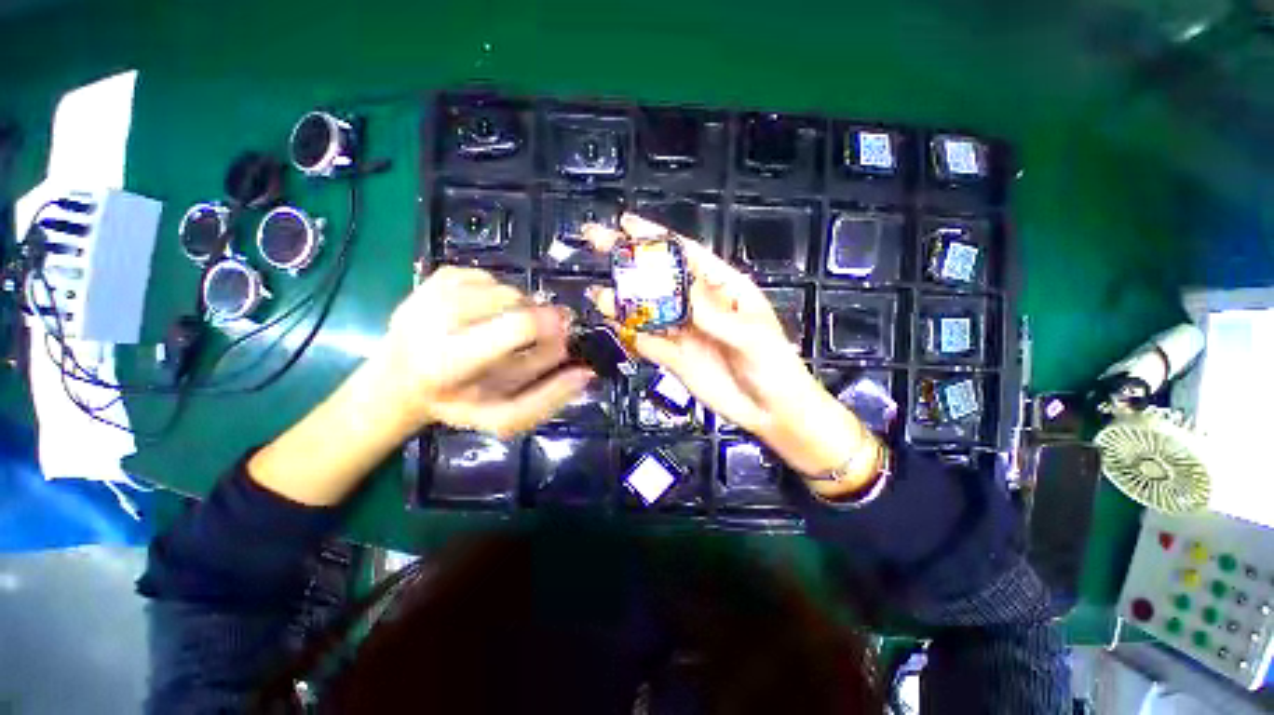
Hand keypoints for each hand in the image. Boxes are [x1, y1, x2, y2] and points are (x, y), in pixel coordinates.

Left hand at [250, 266, 591, 506]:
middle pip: (515, 300)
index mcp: (449, 361)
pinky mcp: (434, 277)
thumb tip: (586, 372)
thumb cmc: (457, 403)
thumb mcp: (502, 416)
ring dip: (518, 307)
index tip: (563, 334)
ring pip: (504, 287)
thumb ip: (547, 398)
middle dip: (535, 317)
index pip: (519, 325)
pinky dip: (499, 295)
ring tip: (504, 329)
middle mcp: (434, 318)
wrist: (399, 380)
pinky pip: (488, 277)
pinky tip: (485, 315)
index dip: (552, 325)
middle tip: (532, 338)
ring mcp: (431, 291)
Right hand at [583, 215, 876, 484]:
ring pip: (647, 310)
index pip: (685, 255)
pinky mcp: (673, 355)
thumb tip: (677, 286)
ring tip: (598, 293)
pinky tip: (613, 324)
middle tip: (598, 242)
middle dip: (629, 261)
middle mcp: (697, 305)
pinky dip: (629, 333)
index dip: (656, 238)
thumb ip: (712, 312)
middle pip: (659, 277)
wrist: (769, 409)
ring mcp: (683, 330)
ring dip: (623, 301)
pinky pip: (646, 340)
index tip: (627, 224)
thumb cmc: (772, 365)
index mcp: (722, 288)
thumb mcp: (749, 333)